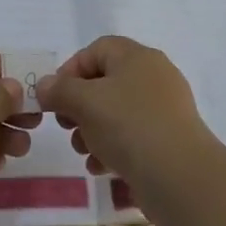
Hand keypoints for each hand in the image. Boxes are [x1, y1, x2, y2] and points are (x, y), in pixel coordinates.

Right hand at [34, 36, 214, 187]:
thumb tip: (45, 86)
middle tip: (66, 126)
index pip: (97, 49)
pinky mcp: (169, 139)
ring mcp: (165, 109)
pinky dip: (114, 148)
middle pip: (106, 82)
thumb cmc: (128, 126)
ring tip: (83, 151)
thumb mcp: (85, 102)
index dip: (70, 70)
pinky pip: (134, 136)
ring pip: (118, 111)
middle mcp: (154, 76)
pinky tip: (101, 167)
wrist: (180, 176)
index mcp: (137, 57)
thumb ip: (59, 90)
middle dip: (80, 105)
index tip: (54, 98)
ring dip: (93, 130)